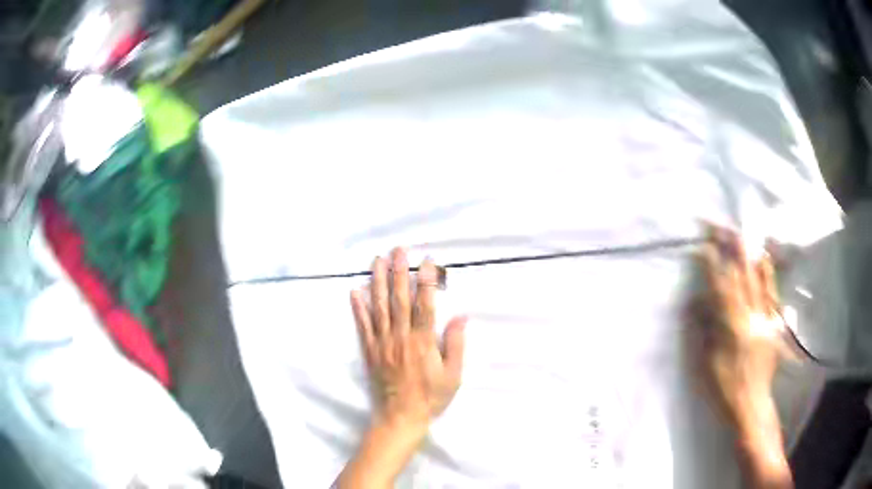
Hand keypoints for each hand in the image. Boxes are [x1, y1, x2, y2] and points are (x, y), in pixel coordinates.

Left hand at [339, 248, 465, 488]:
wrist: (401, 417)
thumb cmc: (431, 397)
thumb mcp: (453, 375)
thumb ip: (456, 344)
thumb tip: (462, 316)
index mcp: (423, 342)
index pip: (425, 304)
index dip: (426, 281)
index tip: (427, 261)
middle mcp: (400, 337)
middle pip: (399, 299)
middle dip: (399, 272)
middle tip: (398, 250)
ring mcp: (382, 343)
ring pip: (379, 307)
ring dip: (378, 282)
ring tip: (377, 261)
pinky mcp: (369, 351)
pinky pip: (362, 326)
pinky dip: (358, 308)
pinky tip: (355, 291)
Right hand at [688, 224, 791, 487]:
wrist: (752, 404)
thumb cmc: (724, 388)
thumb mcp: (707, 364)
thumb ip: (704, 329)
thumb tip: (694, 301)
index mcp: (733, 328)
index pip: (721, 288)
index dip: (712, 265)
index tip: (703, 245)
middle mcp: (752, 317)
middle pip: (741, 276)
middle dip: (731, 249)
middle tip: (722, 227)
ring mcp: (766, 318)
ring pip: (759, 279)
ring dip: (749, 254)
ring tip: (742, 234)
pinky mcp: (775, 323)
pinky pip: (772, 292)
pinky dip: (768, 273)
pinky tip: (764, 258)